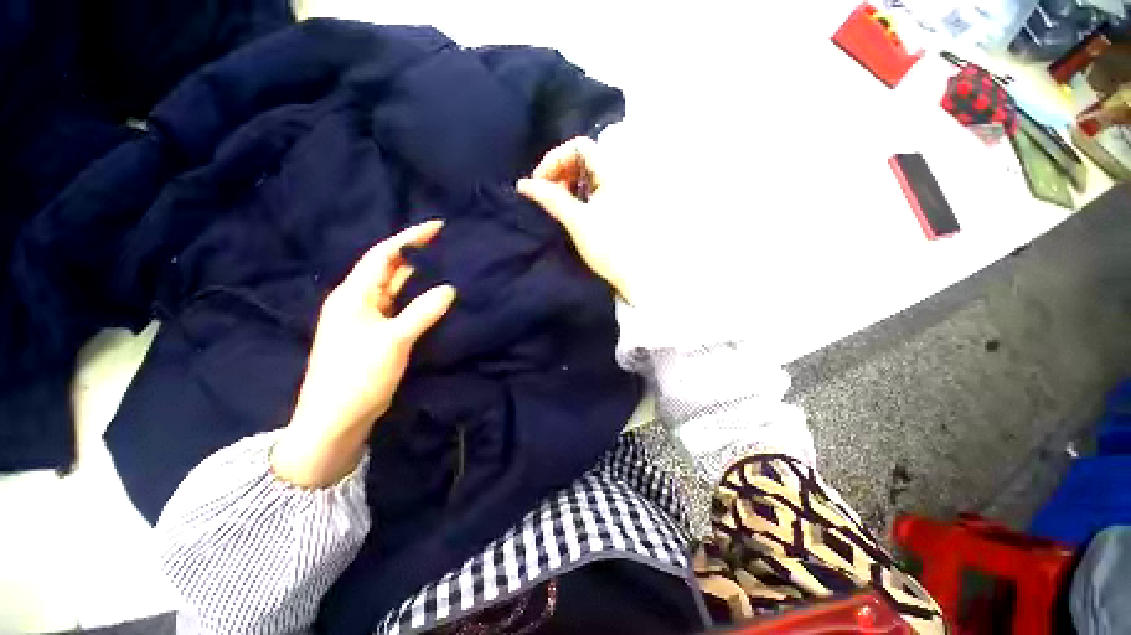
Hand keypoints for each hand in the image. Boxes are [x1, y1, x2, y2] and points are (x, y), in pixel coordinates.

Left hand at [272, 221, 455, 487]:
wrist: (336, 418)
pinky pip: (399, 308)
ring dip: (417, 278)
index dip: (410, 238)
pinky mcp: (376, 335)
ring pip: (395, 290)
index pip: (384, 255)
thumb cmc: (358, 374)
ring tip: (445, 267)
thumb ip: (422, 312)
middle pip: (389, 269)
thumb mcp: (393, 340)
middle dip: (416, 255)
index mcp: (354, 294)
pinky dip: (416, 300)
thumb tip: (449, 288)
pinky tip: (434, 298)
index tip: (437, 227)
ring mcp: (367, 319)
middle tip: (446, 247)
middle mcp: (358, 301)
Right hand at [517, 137, 639, 302]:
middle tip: (546, 193)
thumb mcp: (577, 221)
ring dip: (567, 184)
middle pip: (584, 158)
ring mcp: (620, 191)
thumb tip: (523, 184)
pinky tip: (571, 211)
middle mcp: (619, 176)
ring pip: (588, 176)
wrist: (636, 276)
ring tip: (556, 204)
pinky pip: (594, 190)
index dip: (555, 159)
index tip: (539, 182)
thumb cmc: (608, 247)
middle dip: (560, 171)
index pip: (580, 146)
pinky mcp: (617, 206)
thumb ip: (551, 198)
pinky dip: (578, 195)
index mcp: (613, 172)